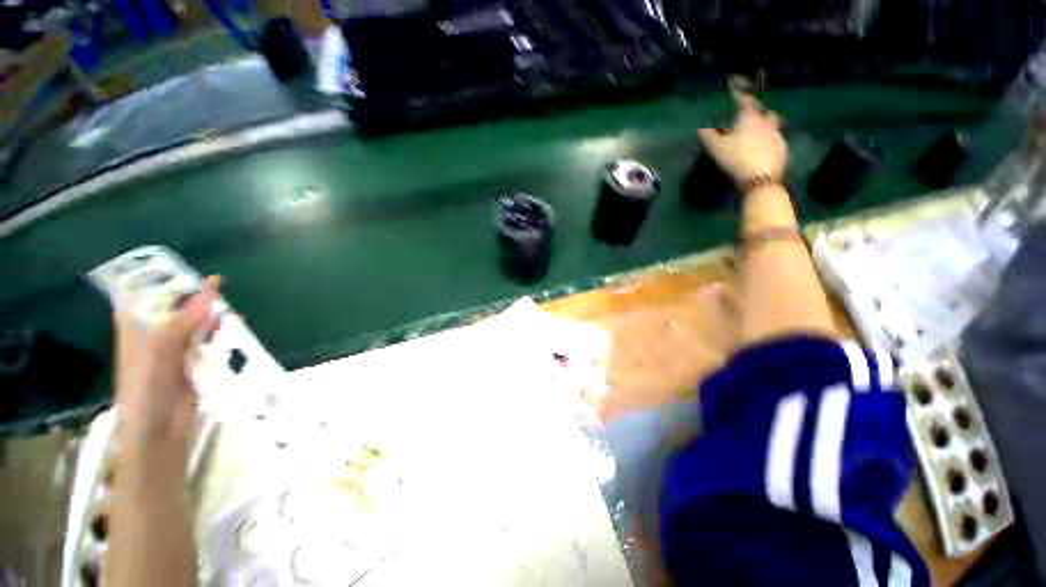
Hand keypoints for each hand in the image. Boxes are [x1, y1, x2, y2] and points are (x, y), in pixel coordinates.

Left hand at [114, 276, 220, 443]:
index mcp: (137, 327)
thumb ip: (184, 319)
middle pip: (177, 307)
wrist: (159, 432)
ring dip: (212, 316)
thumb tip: (211, 285)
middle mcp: (156, 335)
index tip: (185, 268)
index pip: (147, 294)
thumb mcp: (160, 349)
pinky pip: (210, 341)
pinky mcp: (196, 363)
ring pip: (196, 323)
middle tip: (218, 286)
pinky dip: (221, 333)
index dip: (164, 280)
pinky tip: (235, 326)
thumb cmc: (146, 389)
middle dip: (196, 297)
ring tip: (230, 308)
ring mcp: (177, 350)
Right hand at [698, 92, 786, 183]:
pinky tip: (763, 149)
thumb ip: (709, 136)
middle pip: (766, 112)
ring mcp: (777, 136)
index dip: (741, 97)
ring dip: (767, 127)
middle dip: (759, 113)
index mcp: (750, 119)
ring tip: (758, 135)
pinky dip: (769, 142)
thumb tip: (700, 128)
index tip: (737, 94)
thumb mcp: (717, 148)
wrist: (759, 177)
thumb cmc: (736, 158)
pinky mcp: (782, 149)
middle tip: (752, 118)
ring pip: (773, 126)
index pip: (746, 102)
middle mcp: (767, 123)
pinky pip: (776, 140)